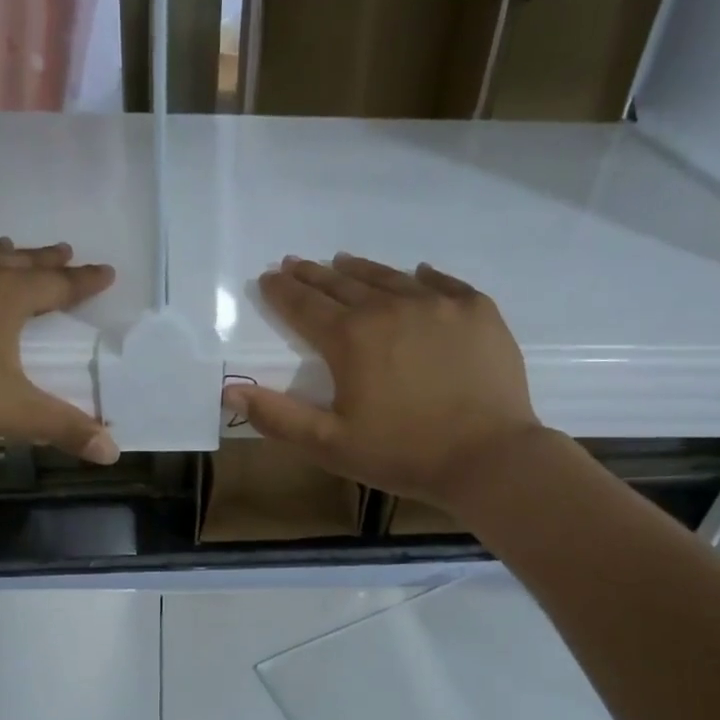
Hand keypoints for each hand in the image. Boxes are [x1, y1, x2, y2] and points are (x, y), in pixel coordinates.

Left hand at [0, 238, 119, 462]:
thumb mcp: (11, 414)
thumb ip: (63, 429)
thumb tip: (112, 452)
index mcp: (3, 297)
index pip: (56, 285)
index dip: (84, 281)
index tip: (106, 271)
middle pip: (16, 261)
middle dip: (44, 260)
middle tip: (65, 250)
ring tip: (9, 247)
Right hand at [222, 253, 546, 508]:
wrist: (489, 458)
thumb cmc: (402, 454)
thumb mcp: (329, 445)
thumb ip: (278, 417)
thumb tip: (230, 391)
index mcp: (351, 339)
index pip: (305, 306)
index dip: (282, 292)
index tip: (268, 278)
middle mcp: (390, 308)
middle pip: (343, 285)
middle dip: (314, 274)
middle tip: (296, 263)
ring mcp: (438, 305)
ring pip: (389, 277)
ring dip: (360, 270)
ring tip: (342, 262)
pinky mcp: (477, 311)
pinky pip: (442, 283)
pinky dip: (421, 277)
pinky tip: (415, 273)